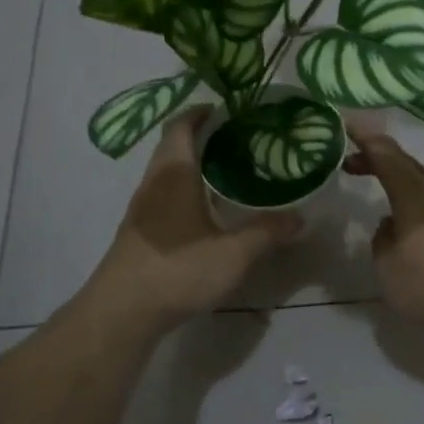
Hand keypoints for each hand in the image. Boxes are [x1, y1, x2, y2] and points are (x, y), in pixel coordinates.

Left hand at [85, 108, 298, 331]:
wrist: (123, 312)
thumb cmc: (178, 270)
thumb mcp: (234, 253)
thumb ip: (267, 232)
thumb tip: (300, 218)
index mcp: (174, 174)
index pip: (181, 126)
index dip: (202, 112)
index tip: (230, 110)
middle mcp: (154, 184)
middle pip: (174, 146)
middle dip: (204, 138)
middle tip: (242, 141)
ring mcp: (144, 210)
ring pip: (169, 174)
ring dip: (196, 167)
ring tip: (232, 173)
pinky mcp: (141, 233)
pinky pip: (167, 197)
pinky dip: (188, 192)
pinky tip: (211, 212)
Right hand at [343, 131, 423, 331]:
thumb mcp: (389, 267)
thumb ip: (382, 240)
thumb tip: (390, 226)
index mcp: (414, 195)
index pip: (386, 156)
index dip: (365, 140)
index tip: (346, 126)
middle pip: (406, 165)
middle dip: (378, 159)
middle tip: (352, 163)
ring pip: (421, 183)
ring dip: (397, 181)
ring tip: (378, 189)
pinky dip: (412, 200)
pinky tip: (407, 222)